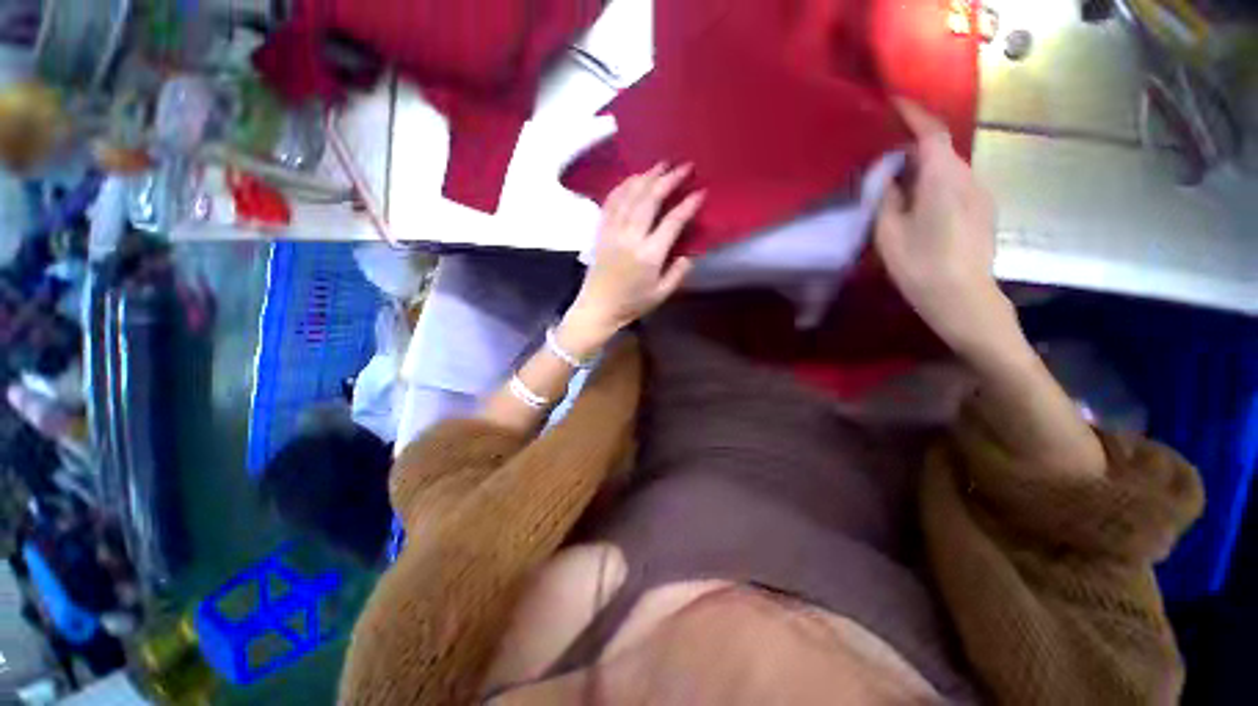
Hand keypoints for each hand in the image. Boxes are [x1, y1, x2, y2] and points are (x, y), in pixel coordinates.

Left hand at [562, 164, 703, 353]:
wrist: (598, 308)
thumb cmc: (631, 304)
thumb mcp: (661, 295)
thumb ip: (678, 273)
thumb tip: (689, 253)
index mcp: (649, 255)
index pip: (672, 222)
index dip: (687, 205)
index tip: (700, 192)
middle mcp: (630, 237)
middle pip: (649, 200)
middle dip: (668, 180)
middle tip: (683, 167)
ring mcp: (613, 232)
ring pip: (629, 196)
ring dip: (646, 177)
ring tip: (660, 165)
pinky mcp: (601, 231)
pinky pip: (611, 202)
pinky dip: (622, 186)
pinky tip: (631, 179)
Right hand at [876, 99, 1016, 362]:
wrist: (965, 299)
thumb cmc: (921, 266)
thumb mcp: (890, 234)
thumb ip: (886, 199)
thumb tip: (887, 177)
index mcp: (944, 178)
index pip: (931, 133)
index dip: (913, 114)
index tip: (894, 103)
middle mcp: (968, 178)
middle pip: (941, 150)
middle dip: (913, 149)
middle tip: (884, 162)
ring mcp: (981, 195)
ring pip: (949, 169)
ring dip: (924, 170)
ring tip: (898, 188)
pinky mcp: (983, 211)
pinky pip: (956, 185)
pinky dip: (935, 185)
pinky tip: (919, 208)